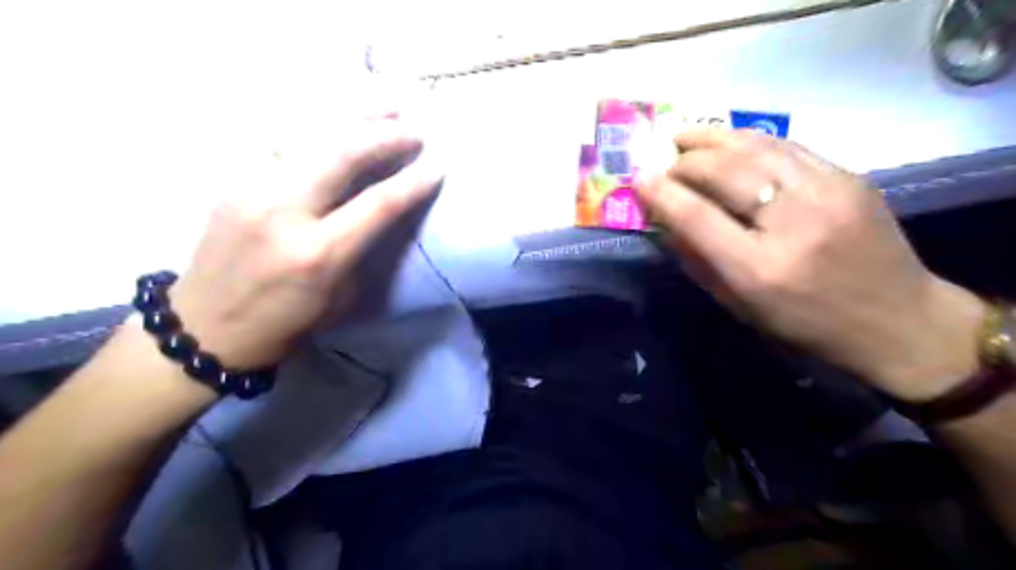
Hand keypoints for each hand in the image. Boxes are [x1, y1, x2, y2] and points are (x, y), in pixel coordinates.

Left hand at [168, 118, 441, 371]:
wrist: (205, 326)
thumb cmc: (286, 322)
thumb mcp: (341, 295)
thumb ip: (364, 248)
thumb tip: (387, 209)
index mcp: (318, 254)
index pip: (377, 205)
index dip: (412, 182)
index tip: (437, 166)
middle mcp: (283, 212)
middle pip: (341, 155)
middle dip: (385, 137)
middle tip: (414, 129)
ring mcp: (251, 189)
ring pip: (310, 136)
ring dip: (354, 118)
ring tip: (386, 107)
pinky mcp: (233, 180)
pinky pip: (284, 142)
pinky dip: (320, 127)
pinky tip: (341, 121)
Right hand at [642, 130, 983, 400]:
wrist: (898, 321)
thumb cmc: (805, 326)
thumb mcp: (740, 306)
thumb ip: (699, 260)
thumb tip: (667, 219)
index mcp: (759, 270)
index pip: (696, 217)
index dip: (661, 192)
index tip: (638, 178)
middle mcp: (793, 225)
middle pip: (725, 172)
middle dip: (685, 161)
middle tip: (664, 159)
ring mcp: (829, 194)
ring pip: (757, 148)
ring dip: (713, 138)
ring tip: (686, 136)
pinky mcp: (851, 178)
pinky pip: (788, 147)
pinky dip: (750, 141)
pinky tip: (729, 142)